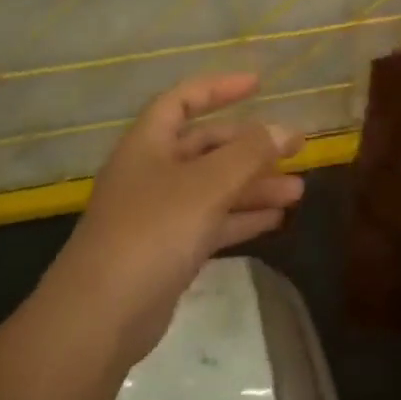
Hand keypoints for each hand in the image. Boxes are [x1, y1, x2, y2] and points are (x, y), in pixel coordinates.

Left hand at [45, 73, 304, 366]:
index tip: (259, 84)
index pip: (182, 100)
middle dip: (250, 147)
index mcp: (148, 144)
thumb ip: (249, 154)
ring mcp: (158, 213)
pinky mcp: (167, 250)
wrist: (102, 314)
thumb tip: (285, 129)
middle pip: (205, 147)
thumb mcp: (207, 185)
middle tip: (295, 150)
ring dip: (253, 185)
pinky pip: (211, 222)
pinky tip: (276, 219)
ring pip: (213, 187)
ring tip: (298, 190)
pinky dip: (241, 218)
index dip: (219, 88)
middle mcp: (151, 172)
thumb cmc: (153, 232)